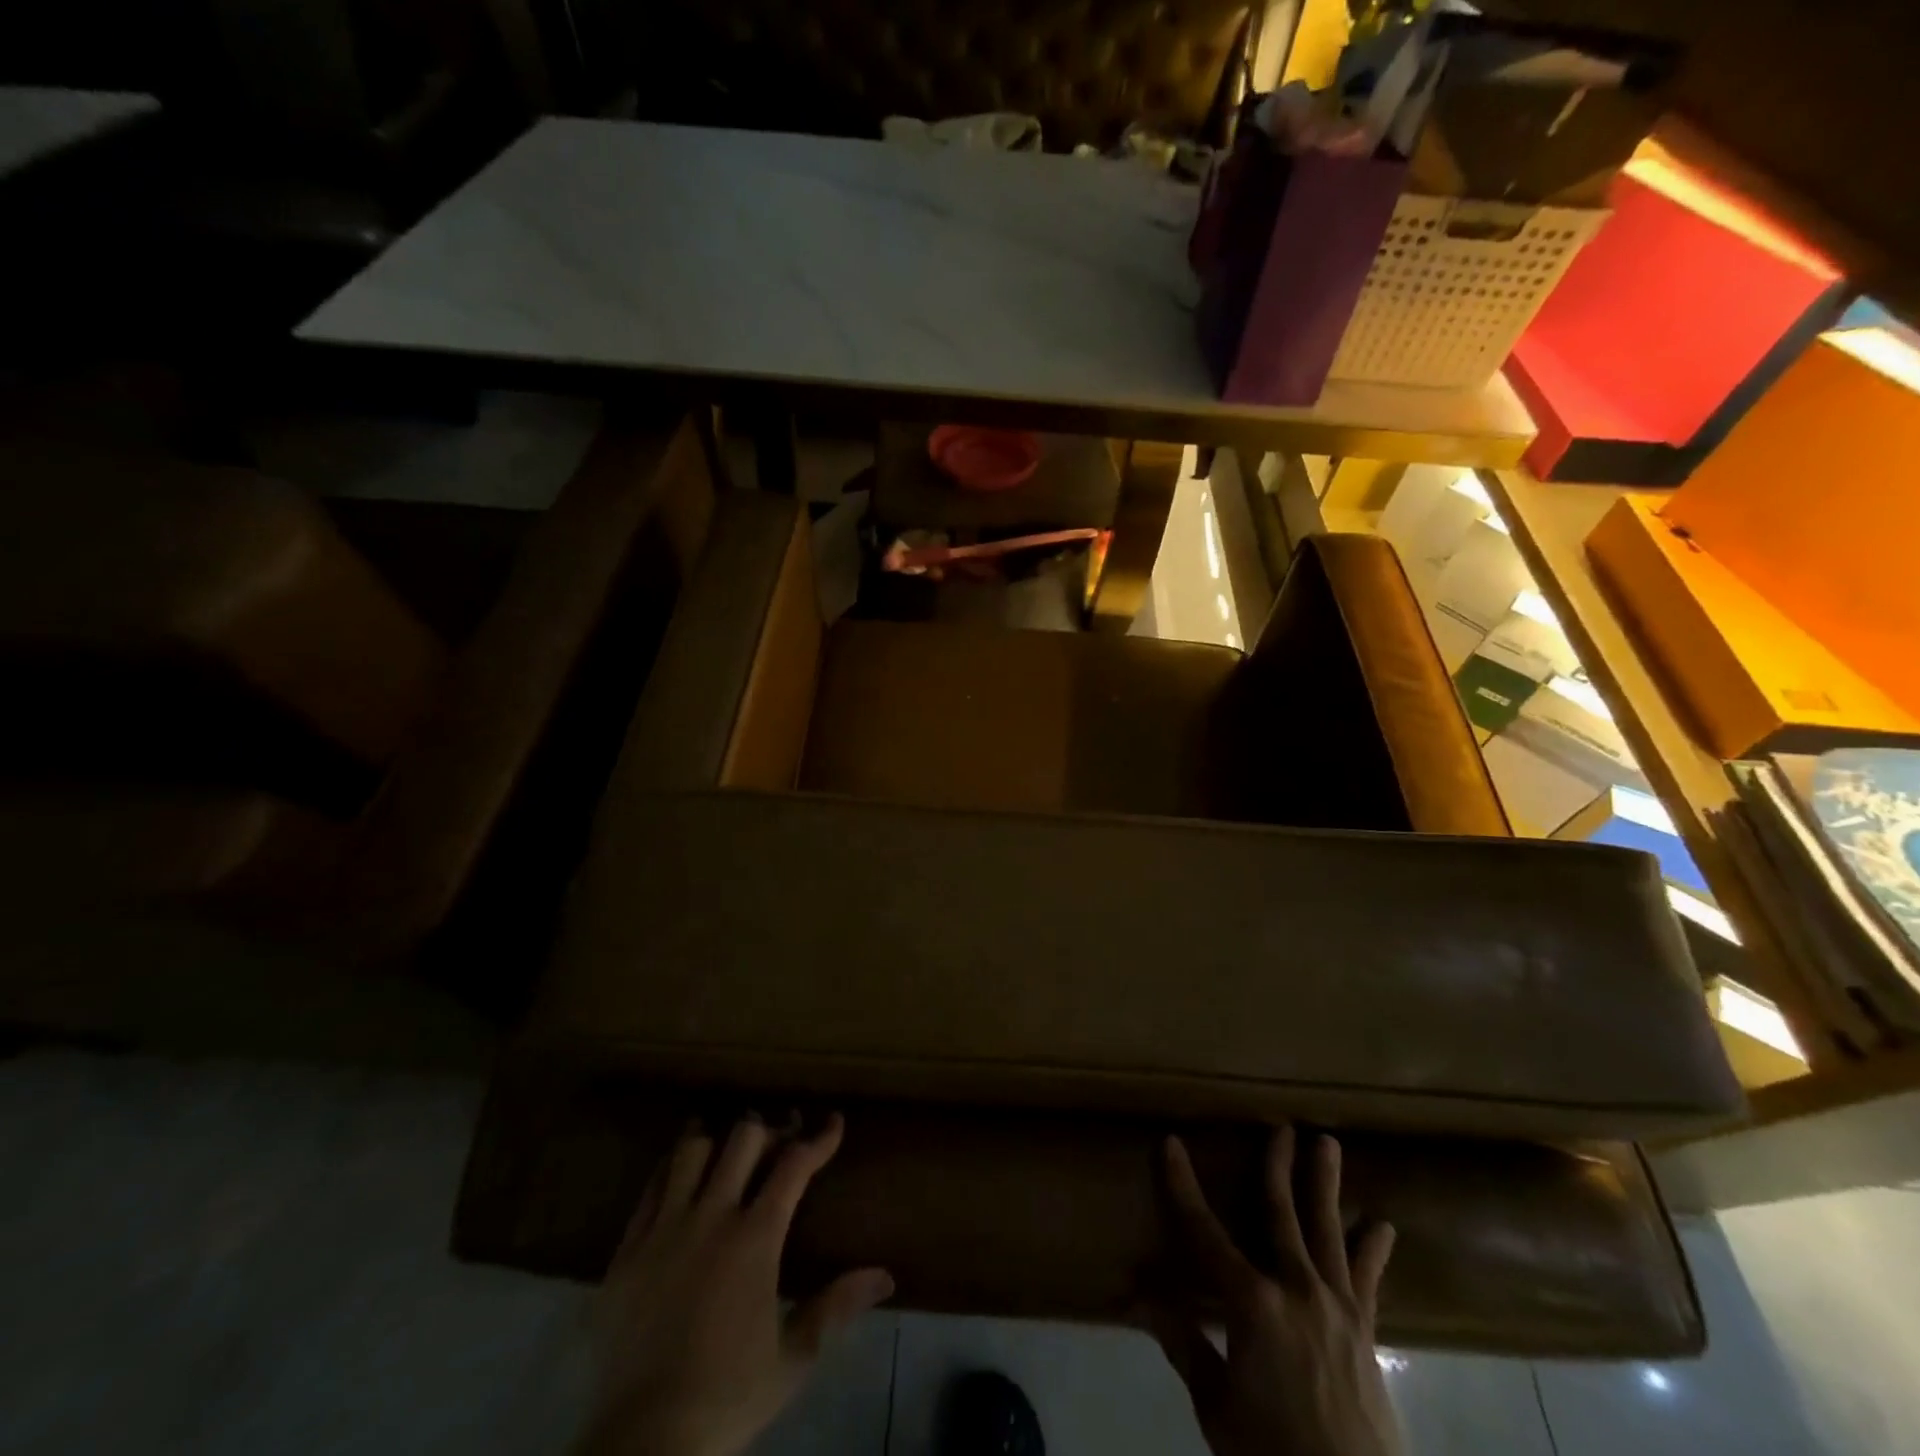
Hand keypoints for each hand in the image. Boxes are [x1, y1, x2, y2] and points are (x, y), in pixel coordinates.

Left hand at [578, 1114, 893, 1455]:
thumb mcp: (794, 1358)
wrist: (644, 1444)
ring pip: (692, 1151)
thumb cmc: (728, 1398)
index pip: (795, 1165)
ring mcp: (665, 1229)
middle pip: (743, 1139)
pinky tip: (680, 1176)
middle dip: (768, 1130)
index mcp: (755, 1238)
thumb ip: (838, 1306)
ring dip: (716, 1141)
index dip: (819, 1138)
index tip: (833, 1122)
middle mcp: (711, 1218)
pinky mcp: (627, 1249)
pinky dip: (671, 1170)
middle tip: (780, 1139)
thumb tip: (886, 1276)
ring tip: (726, 1147)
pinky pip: (651, 1187)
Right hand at [1145, 1126, 1402, 1455]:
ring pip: (1328, 1231)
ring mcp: (1337, 1308)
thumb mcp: (1217, 1407)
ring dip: (1326, 1184)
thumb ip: (1184, 1343)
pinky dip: (1373, 1250)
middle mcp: (1296, 1289)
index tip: (1172, 1143)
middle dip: (1277, 1167)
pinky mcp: (1366, 1332)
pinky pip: (1368, 1280)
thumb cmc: (1272, 1454)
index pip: (1205, 1231)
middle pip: (1282, 1214)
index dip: (1184, 1185)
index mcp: (1252, 1303)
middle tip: (1281, 1127)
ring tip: (1329, 1144)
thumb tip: (1139, 1296)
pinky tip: (1382, 1226)